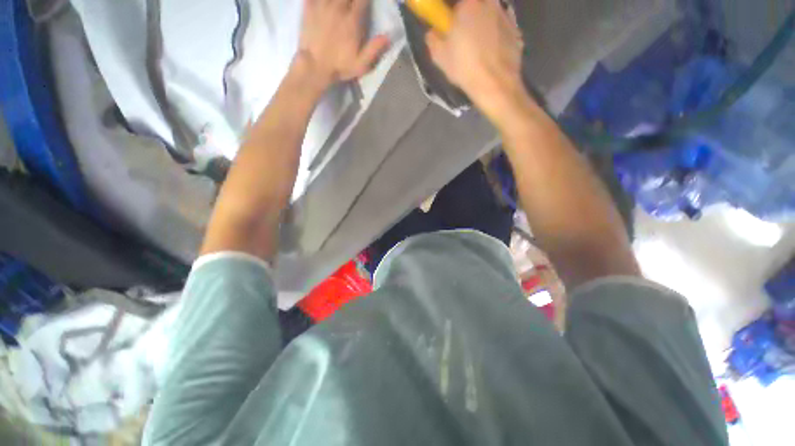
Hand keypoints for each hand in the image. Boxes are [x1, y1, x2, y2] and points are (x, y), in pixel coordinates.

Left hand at [296, 0, 390, 89]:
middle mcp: (338, 8)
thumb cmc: (339, 67)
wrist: (314, 67)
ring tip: (342, 3)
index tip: (366, 3)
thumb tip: (388, 37)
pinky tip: (323, 2)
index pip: (362, 0)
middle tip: (354, 3)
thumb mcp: (361, 64)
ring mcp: (321, 6)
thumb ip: (374, 49)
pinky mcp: (308, 7)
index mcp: (352, 21)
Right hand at [426, 0, 527, 120]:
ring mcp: (506, 16)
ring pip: (490, 18)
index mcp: (469, 3)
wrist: (495, 84)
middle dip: (469, 20)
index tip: (449, 28)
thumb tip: (434, 32)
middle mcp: (490, 3)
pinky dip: (496, 40)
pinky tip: (491, 58)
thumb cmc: (465, 67)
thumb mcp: (439, 56)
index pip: (457, 4)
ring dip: (484, 29)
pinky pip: (502, 31)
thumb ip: (433, 38)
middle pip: (475, 7)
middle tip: (464, 42)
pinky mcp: (517, 31)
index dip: (452, 16)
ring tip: (479, 54)